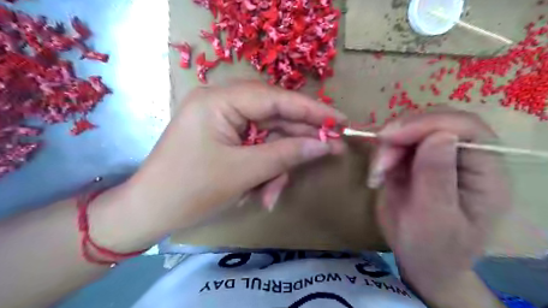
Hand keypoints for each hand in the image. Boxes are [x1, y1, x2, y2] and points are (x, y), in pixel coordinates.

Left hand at [125, 84, 343, 238]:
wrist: (148, 213)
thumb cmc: (190, 191)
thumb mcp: (244, 172)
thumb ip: (286, 154)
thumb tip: (325, 144)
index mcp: (219, 101)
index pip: (275, 98)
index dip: (311, 109)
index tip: (340, 119)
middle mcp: (221, 104)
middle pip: (274, 117)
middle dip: (297, 141)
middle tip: (330, 151)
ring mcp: (222, 122)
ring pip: (266, 138)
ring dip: (275, 166)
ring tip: (272, 195)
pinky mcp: (223, 139)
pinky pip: (254, 149)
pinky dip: (262, 170)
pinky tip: (260, 193)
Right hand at [370, 107, 511, 303]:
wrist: (420, 261)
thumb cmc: (433, 249)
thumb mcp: (434, 220)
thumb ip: (437, 178)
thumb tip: (439, 135)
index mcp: (486, 172)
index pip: (467, 128)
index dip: (429, 123)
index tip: (391, 137)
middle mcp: (464, 157)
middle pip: (435, 121)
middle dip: (402, 134)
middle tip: (380, 160)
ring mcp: (437, 157)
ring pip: (410, 129)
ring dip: (387, 146)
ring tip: (377, 174)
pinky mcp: (415, 160)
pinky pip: (396, 143)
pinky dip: (381, 154)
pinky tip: (377, 175)